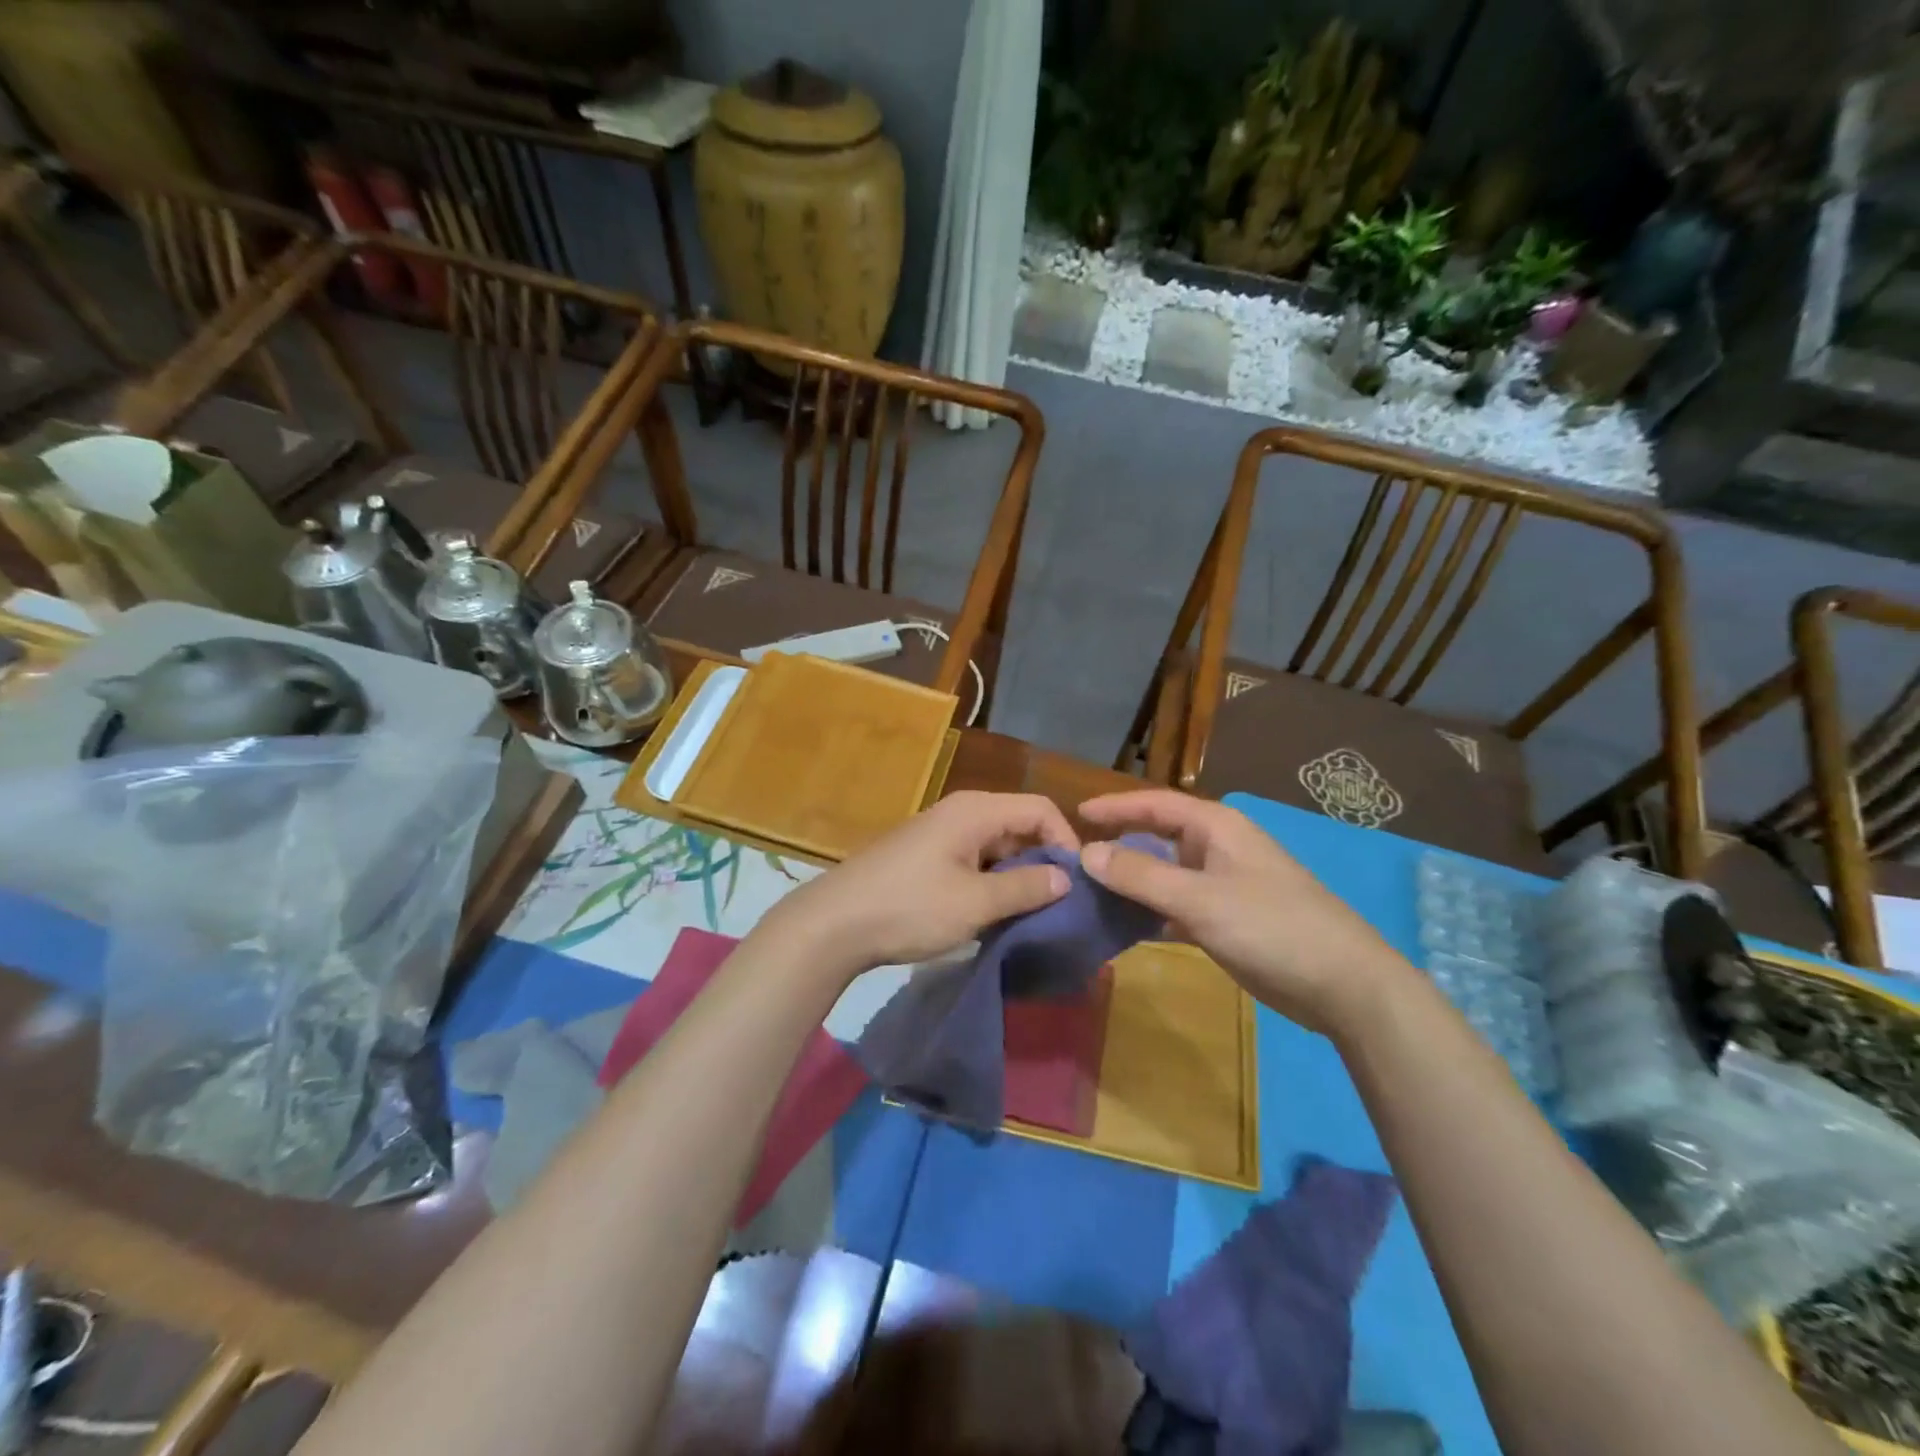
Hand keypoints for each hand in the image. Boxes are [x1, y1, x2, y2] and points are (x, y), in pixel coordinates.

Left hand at [771, 792, 1078, 977]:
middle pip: (1019, 824)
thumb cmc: (910, 907)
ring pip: (997, 845)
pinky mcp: (926, 855)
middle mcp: (960, 812)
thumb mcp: (975, 903)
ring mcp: (940, 833)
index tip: (1076, 884)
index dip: (1066, 841)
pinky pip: (974, 859)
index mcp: (976, 811)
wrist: (834, 923)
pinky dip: (991, 881)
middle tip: (1058, 904)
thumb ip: (1026, 888)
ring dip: (1017, 875)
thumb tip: (1066, 877)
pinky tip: (993, 913)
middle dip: (1043, 860)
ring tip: (1030, 914)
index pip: (1040, 809)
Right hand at [1078, 790, 1410, 1033]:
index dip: (1115, 807)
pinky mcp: (1228, 919)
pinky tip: (1124, 927)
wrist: (1345, 986)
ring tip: (1089, 893)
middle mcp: (1218, 848)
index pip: (1155, 804)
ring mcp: (1224, 885)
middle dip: (1119, 844)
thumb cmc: (1272, 927)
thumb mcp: (1200, 899)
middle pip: (1158, 837)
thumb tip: (1087, 852)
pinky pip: (1177, 905)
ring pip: (1166, 874)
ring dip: (1132, 882)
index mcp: (1217, 827)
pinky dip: (1151, 912)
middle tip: (1075, 858)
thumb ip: (1141, 875)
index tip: (1075, 814)